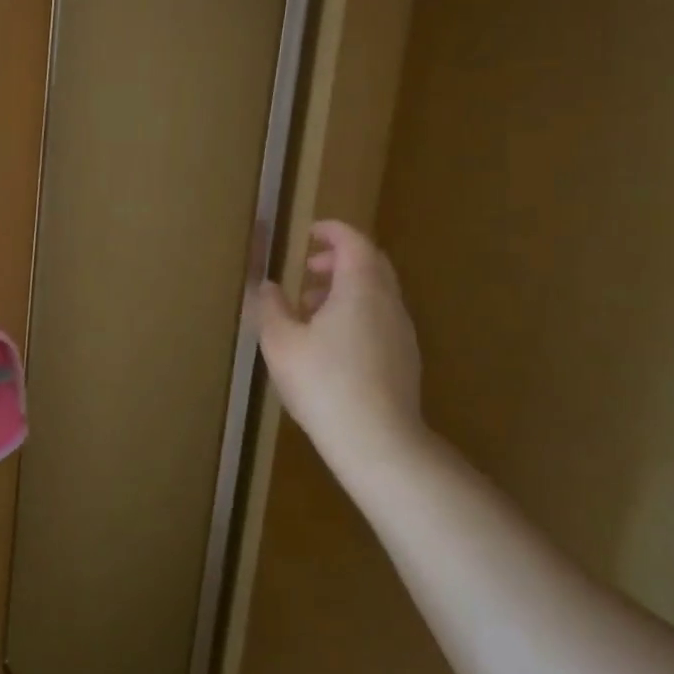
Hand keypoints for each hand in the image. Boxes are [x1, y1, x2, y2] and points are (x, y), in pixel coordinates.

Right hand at [255, 221, 428, 475]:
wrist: (378, 441)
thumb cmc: (323, 383)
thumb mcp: (280, 342)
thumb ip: (271, 307)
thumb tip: (269, 286)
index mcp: (360, 288)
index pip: (353, 242)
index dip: (332, 231)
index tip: (309, 233)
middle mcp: (388, 302)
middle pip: (370, 264)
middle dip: (339, 259)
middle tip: (308, 269)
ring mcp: (402, 331)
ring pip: (377, 292)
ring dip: (346, 288)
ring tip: (311, 308)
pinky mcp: (405, 358)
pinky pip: (381, 317)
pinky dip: (357, 311)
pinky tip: (331, 342)